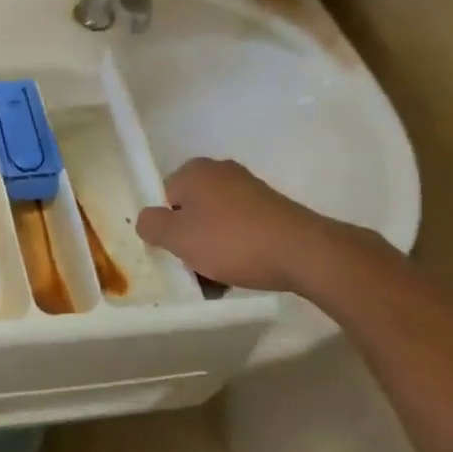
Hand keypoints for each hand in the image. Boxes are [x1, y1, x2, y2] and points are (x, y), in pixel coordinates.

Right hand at [135, 158, 347, 292]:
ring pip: (216, 222)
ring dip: (213, 248)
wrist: (304, 253)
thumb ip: (151, 225)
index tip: (175, 255)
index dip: (165, 228)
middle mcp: (220, 171)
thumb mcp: (178, 238)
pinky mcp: (272, 208)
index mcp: (194, 171)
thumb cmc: (232, 241)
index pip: (163, 198)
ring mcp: (249, 188)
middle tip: (195, 270)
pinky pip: (241, 228)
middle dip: (190, 240)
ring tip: (220, 280)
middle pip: (190, 210)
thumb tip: (148, 220)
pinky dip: (237, 248)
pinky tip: (243, 272)